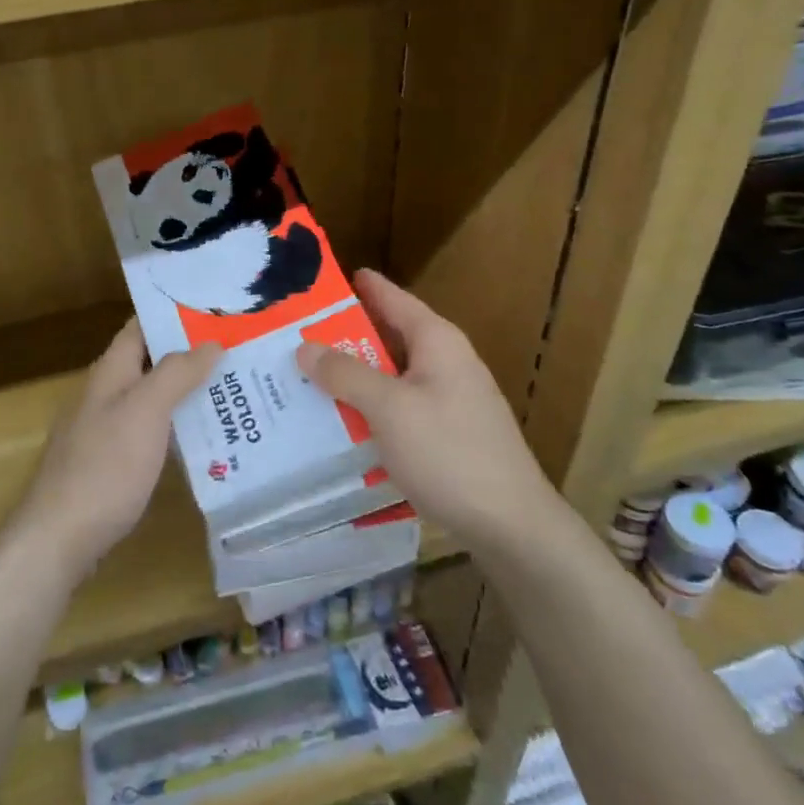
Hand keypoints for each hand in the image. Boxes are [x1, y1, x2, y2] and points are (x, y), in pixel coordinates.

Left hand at [18, 320, 220, 580]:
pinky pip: (151, 432)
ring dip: (187, 391)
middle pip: (150, 362)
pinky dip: (178, 427)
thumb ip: (176, 373)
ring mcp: (106, 431)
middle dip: (190, 354)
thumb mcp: (145, 410)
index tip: (216, 309)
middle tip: (239, 350)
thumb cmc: (105, 466)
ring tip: (235, 389)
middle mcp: (105, 395)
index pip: (140, 327)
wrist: (60, 537)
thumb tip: (211, 343)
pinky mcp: (112, 464)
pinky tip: (207, 438)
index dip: (173, 314)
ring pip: (153, 399)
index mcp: (109, 372)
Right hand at [295, 270, 558, 556]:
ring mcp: (448, 398)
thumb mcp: (389, 408)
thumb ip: (346, 374)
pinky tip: (339, 420)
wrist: (510, 524)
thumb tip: (305, 346)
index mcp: (436, 341)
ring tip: (304, 376)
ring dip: (353, 375)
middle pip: (387, 336)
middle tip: (293, 335)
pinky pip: (398, 406)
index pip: (390, 297)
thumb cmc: (449, 453)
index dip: (356, 285)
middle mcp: (445, 361)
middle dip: (343, 335)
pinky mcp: (446, 432)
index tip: (315, 280)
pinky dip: (369, 406)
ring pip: (390, 374)